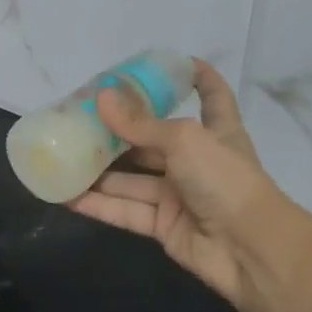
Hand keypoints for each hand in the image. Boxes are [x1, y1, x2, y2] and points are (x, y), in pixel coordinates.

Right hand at [68, 61, 282, 310]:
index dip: (198, 77)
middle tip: (80, 116)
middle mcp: (195, 161)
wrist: (250, 249)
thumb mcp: (184, 140)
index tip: (176, 62)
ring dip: (99, 170)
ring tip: (61, 154)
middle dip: (120, 130)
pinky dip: (96, 204)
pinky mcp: (162, 225)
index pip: (212, 95)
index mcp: (215, 131)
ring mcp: (178, 195)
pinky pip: (124, 210)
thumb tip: (101, 97)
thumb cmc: (225, 180)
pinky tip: (65, 194)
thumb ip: (140, 124)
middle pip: (153, 140)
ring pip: (131, 178)